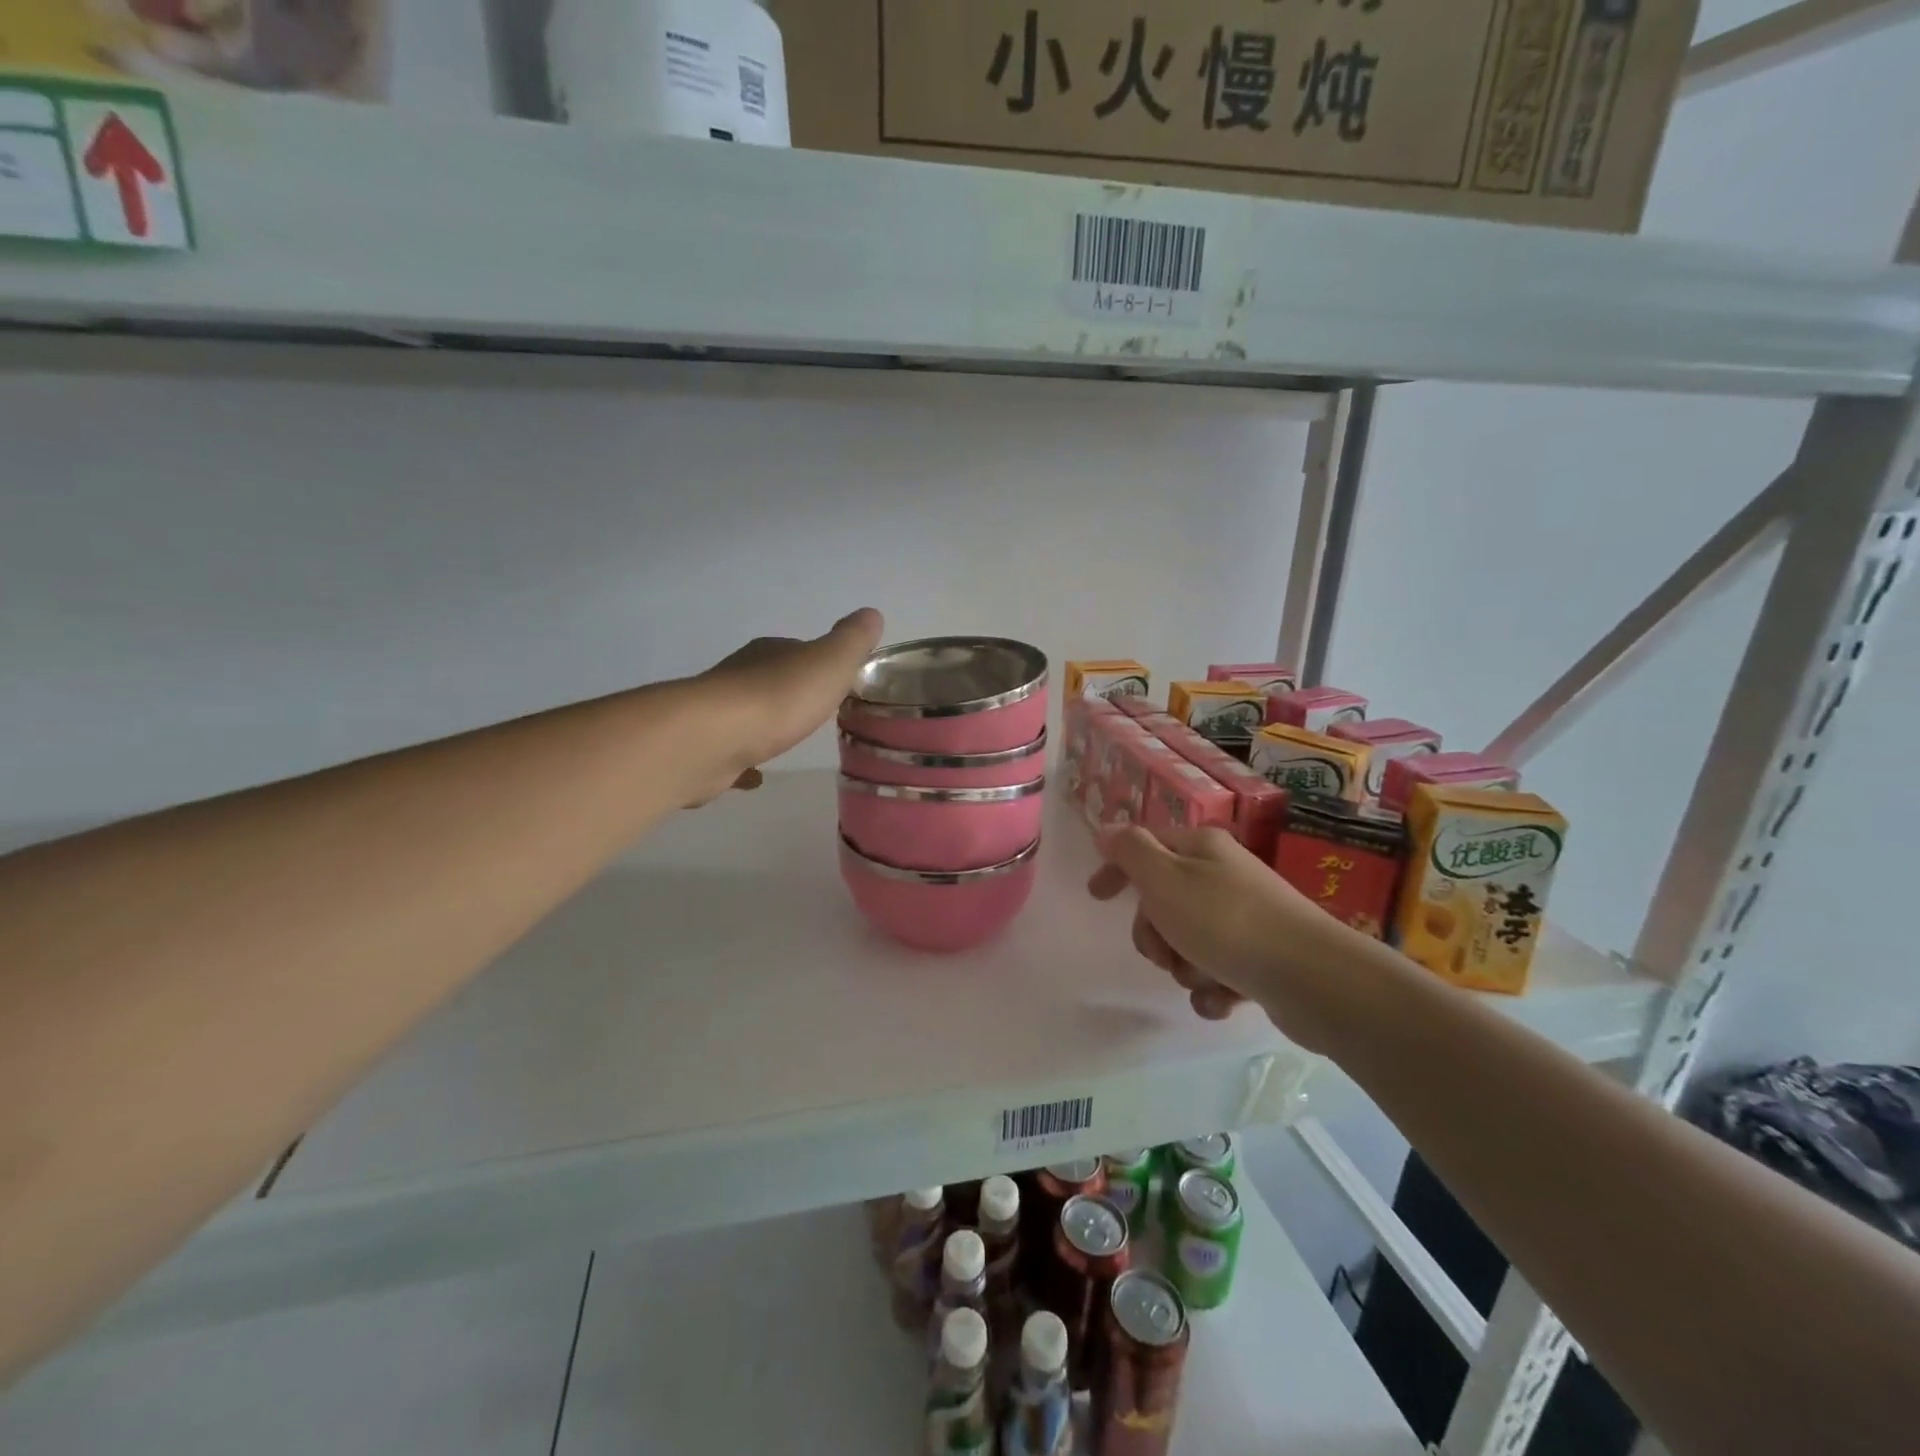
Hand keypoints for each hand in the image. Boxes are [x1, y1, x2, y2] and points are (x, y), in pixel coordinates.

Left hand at [685, 608, 883, 802]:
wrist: (712, 739)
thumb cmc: (778, 697)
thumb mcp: (829, 663)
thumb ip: (851, 641)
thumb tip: (872, 613)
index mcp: (770, 652)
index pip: (798, 650)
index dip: (819, 663)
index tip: (838, 682)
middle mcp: (740, 675)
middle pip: (772, 679)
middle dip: (792, 692)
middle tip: (818, 712)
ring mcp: (719, 713)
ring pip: (749, 714)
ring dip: (766, 723)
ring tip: (789, 740)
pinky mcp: (706, 748)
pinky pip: (733, 752)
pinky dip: (746, 761)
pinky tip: (758, 777)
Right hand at [1088, 825, 1378, 1052]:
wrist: (1312, 978)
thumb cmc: (1226, 922)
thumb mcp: (1164, 878)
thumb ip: (1130, 851)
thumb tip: (1108, 830)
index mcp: (1201, 848)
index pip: (1145, 846)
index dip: (1116, 868)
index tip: (1096, 896)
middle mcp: (1223, 875)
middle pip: (1162, 901)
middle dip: (1154, 933)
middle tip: (1164, 952)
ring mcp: (1246, 917)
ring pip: (1187, 941)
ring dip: (1184, 966)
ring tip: (1204, 978)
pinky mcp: (1263, 957)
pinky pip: (1217, 972)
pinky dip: (1212, 988)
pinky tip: (1223, 1000)